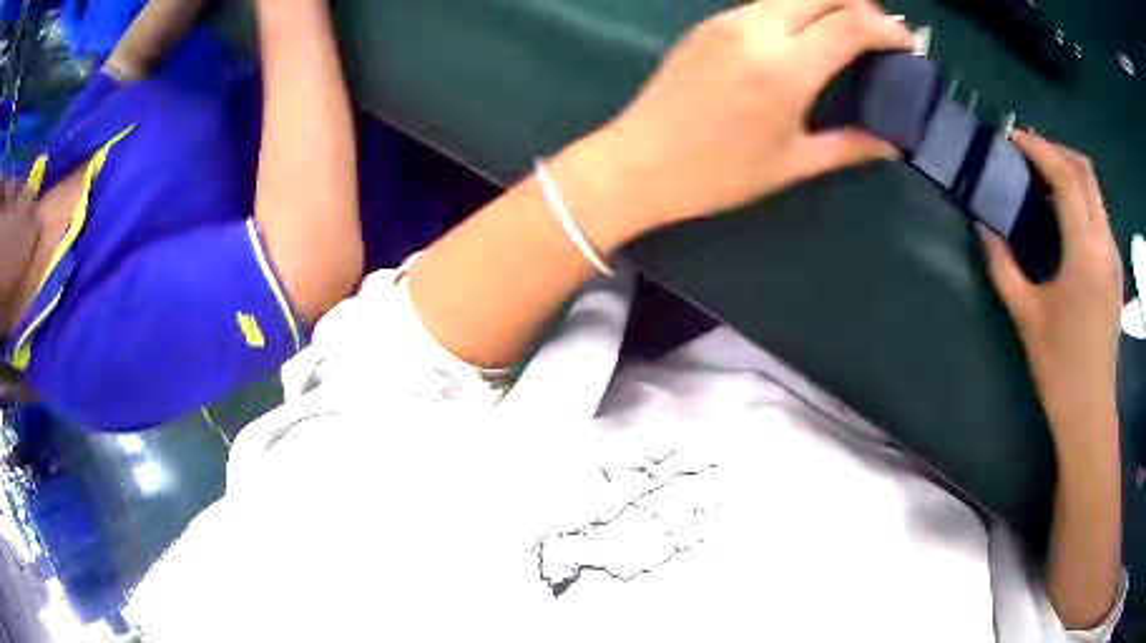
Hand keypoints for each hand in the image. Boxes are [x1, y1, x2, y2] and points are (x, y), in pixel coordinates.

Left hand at [579, 0, 913, 235]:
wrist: (639, 162)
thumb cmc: (718, 173)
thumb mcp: (792, 164)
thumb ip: (850, 146)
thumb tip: (892, 145)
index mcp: (785, 68)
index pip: (851, 25)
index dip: (887, 29)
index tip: (908, 43)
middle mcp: (757, 30)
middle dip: (860, 5)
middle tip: (881, 33)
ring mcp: (727, 22)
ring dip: (826, 4)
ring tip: (847, 32)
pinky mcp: (708, 24)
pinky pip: (763, 4)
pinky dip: (795, 10)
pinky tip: (803, 35)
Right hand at [979, 131, 1122, 450]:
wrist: (1090, 411)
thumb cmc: (1059, 368)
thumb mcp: (1026, 316)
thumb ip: (1003, 266)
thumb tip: (982, 228)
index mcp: (1086, 252)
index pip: (1066, 177)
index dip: (1038, 149)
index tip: (1012, 138)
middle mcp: (1105, 244)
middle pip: (1086, 172)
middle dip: (1055, 151)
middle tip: (1027, 153)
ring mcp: (1113, 255)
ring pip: (1095, 190)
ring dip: (1069, 171)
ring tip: (1041, 178)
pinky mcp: (1115, 269)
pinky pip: (1098, 213)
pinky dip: (1080, 197)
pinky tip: (1063, 213)